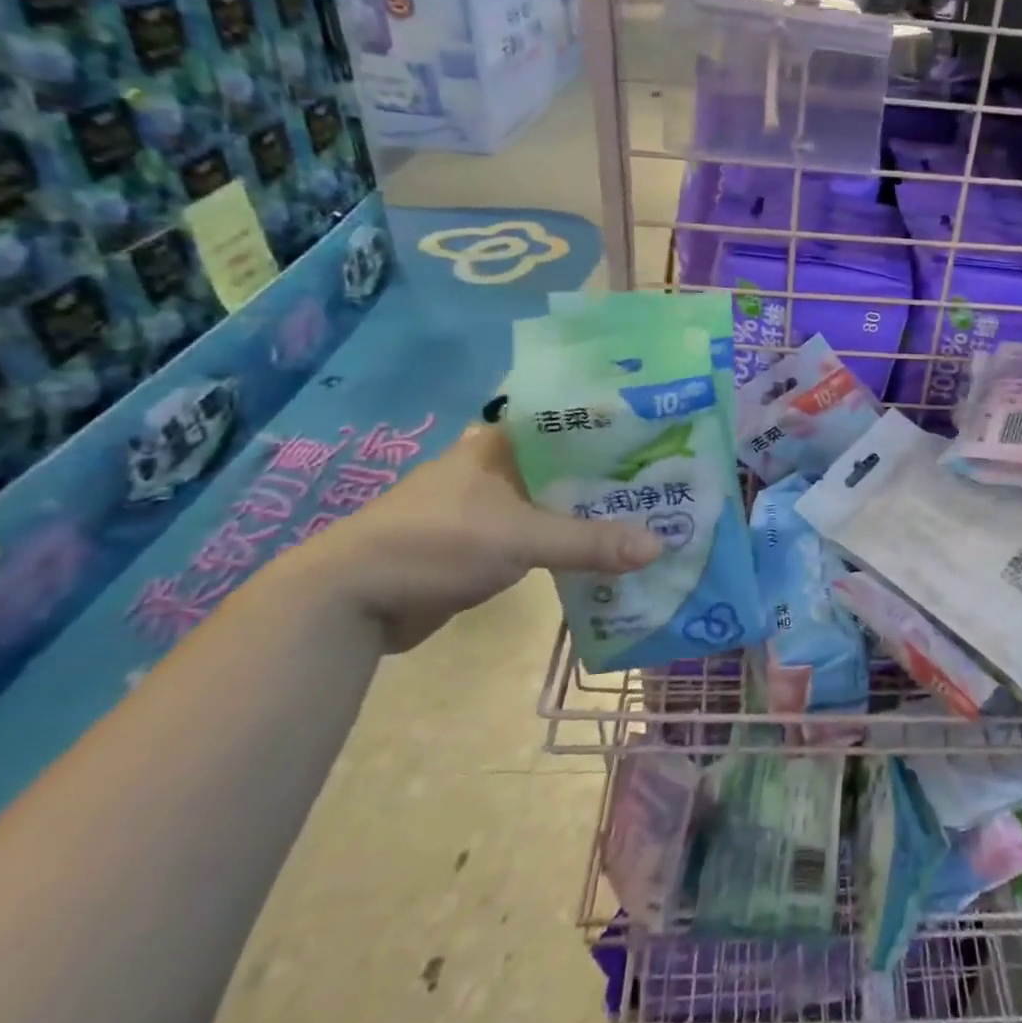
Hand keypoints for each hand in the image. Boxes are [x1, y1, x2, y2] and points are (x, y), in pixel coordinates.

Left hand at [291, 423, 661, 650]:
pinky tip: (609, 551)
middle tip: (672, 483)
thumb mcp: (519, 537)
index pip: (572, 421)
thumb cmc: (434, 543)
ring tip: (653, 516)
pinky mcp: (487, 544)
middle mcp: (500, 466)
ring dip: (595, 512)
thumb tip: (661, 547)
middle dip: (615, 476)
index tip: (664, 436)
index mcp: (503, 443)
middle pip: (571, 465)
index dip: (617, 428)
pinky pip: (543, 535)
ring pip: (559, 501)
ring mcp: (492, 506)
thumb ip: (589, 542)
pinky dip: (572, 542)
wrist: (350, 601)